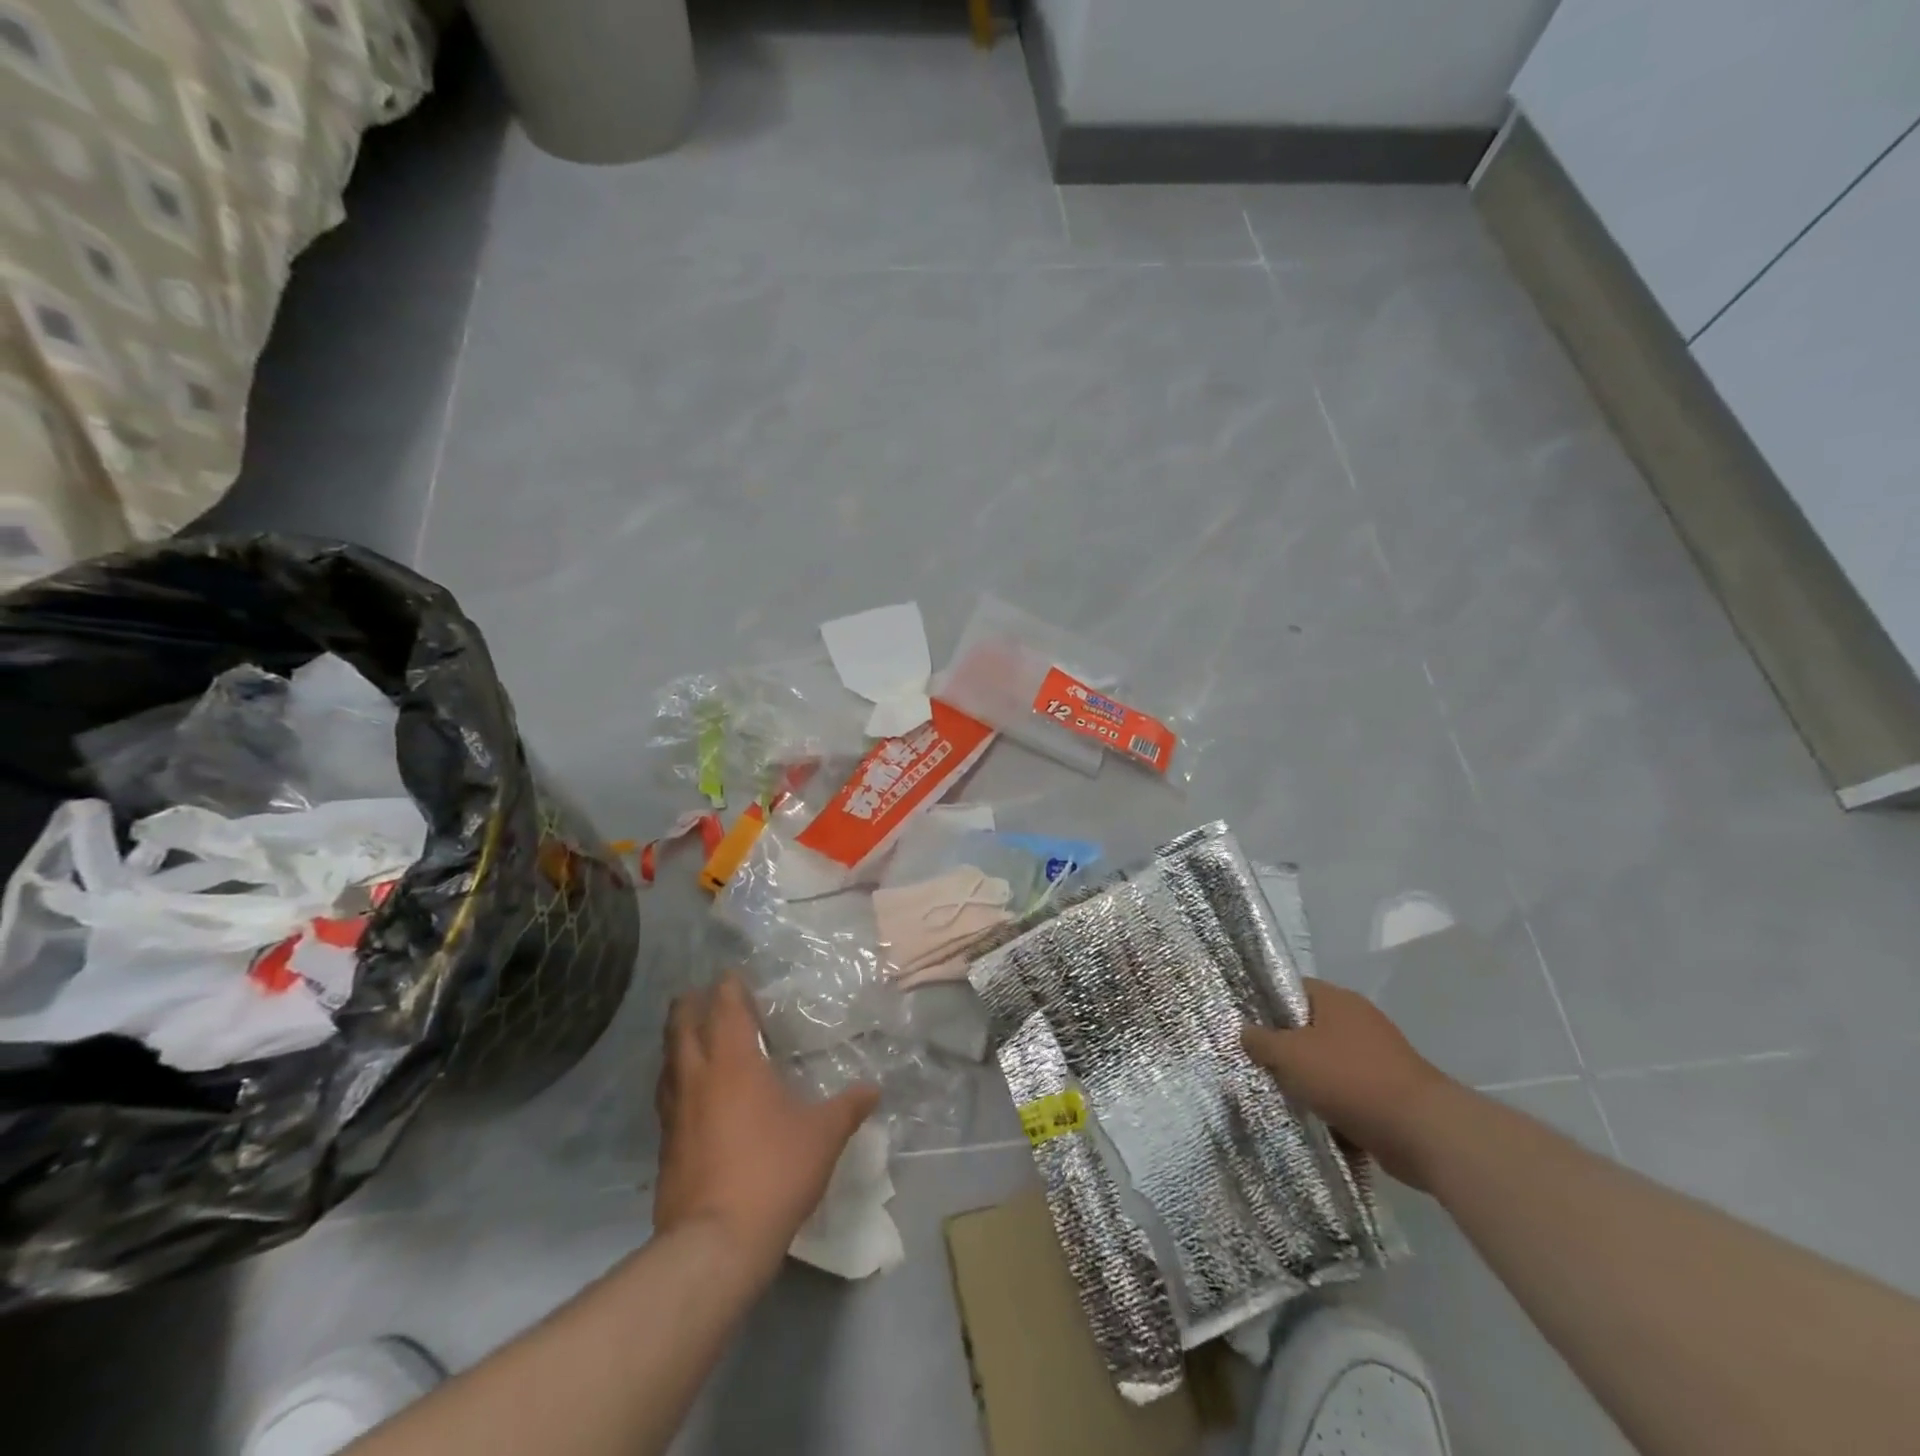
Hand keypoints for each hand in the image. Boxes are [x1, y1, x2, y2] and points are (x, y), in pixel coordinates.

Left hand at [653, 975, 879, 1283]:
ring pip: (667, 1061)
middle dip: (689, 1004)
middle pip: (681, 1026)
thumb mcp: (823, 1136)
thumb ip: (849, 1106)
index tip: (733, 974)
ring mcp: (674, 1112)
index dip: (729, 986)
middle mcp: (697, 1077)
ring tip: (689, 1037)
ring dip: (676, 1042)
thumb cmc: (773, 1171)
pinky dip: (675, 1082)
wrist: (716, 1243)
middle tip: (700, 994)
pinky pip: (666, 1097)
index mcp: (734, 1061)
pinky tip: (689, 1095)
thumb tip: (874, 1089)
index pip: (725, 1007)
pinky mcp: (665, 1146)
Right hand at [1241, 979, 1456, 1190]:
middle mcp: (1358, 1021)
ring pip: (1327, 1062)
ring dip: (1307, 1080)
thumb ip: (1261, 1041)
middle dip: (1284, 1048)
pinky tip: (1311, 1120)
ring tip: (1279, 1094)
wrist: (1423, 1132)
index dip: (1266, 1004)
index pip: (1291, 989)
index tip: (1244, 1026)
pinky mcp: (1389, 1091)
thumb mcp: (1290, 1055)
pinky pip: (1348, 1092)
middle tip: (1256, 1064)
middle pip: (1308, 1027)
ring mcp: (1377, 1057)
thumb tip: (1244, 1031)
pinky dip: (1332, 1104)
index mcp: (1336, 1000)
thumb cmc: (1350, 1079)